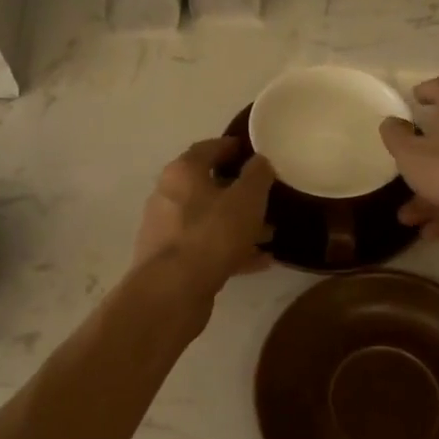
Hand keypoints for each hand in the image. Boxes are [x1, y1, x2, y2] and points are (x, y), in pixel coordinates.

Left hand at [132, 138, 275, 294]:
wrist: (172, 292)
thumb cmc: (211, 234)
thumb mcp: (247, 199)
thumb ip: (257, 175)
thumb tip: (260, 160)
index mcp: (182, 172)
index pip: (208, 148)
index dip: (232, 147)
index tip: (254, 151)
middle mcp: (168, 196)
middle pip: (208, 187)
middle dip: (240, 192)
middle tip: (268, 196)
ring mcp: (167, 230)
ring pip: (210, 220)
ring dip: (239, 225)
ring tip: (271, 233)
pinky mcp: (172, 261)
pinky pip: (208, 248)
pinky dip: (232, 250)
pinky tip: (260, 261)